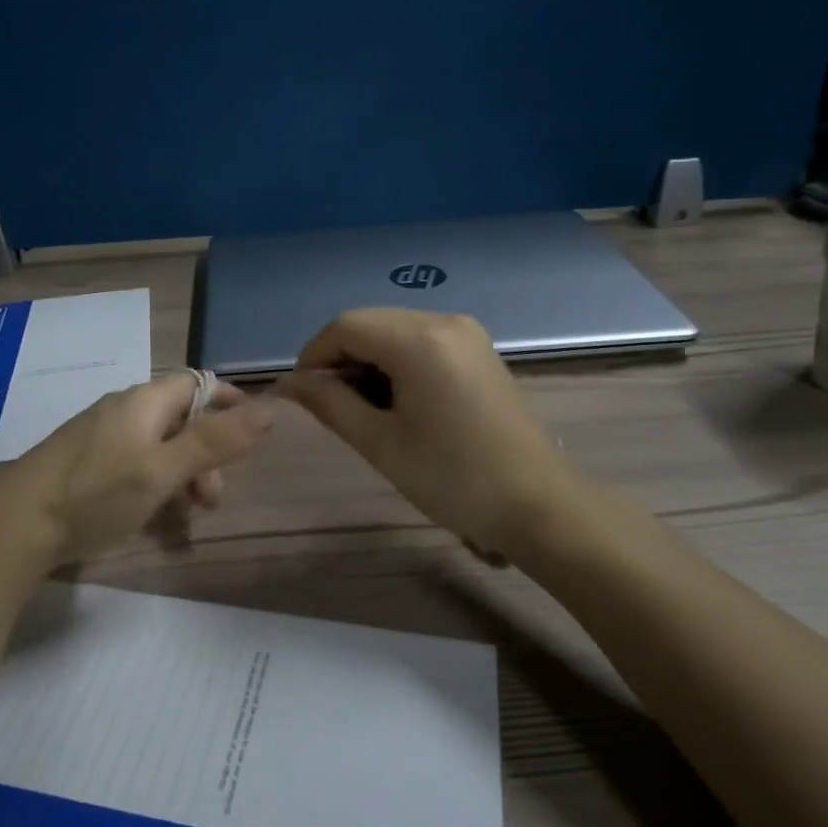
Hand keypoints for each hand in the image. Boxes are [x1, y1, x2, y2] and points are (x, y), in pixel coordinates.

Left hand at [0, 374, 271, 568]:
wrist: (14, 526)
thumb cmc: (96, 493)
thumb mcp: (163, 469)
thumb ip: (215, 441)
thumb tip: (269, 409)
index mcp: (143, 401)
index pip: (198, 383)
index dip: (229, 402)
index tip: (252, 435)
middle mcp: (122, 409)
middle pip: (180, 418)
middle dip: (207, 452)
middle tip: (211, 499)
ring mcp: (99, 435)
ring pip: (158, 442)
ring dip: (183, 471)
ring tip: (186, 512)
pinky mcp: (83, 461)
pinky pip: (134, 459)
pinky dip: (155, 479)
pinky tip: (151, 512)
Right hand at [276, 309, 576, 555]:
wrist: (539, 506)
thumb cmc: (453, 478)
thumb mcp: (380, 442)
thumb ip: (329, 403)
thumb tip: (288, 383)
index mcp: (420, 339)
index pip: (345, 326)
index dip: (313, 355)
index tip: (301, 396)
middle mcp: (444, 321)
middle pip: (370, 323)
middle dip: (341, 359)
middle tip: (331, 408)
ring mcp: (467, 333)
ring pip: (395, 332)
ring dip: (368, 363)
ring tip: (364, 411)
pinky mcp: (478, 351)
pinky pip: (422, 343)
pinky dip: (397, 365)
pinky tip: (397, 403)